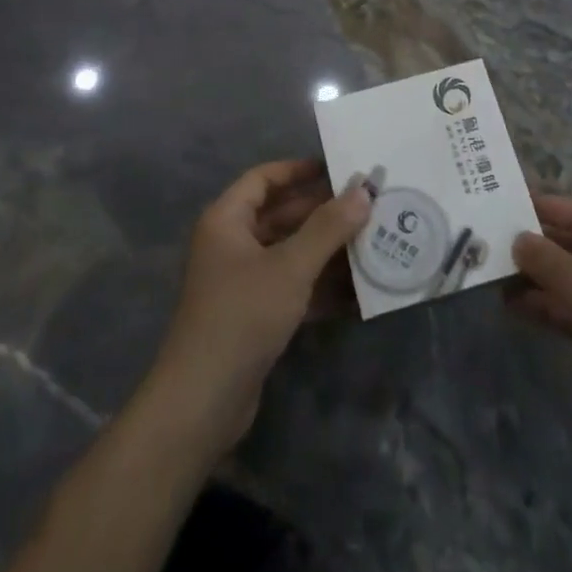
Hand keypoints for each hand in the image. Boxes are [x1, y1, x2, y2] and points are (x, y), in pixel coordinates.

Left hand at [147, 160, 371, 454]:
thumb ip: (329, 227)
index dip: (299, 170)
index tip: (339, 169)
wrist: (202, 402)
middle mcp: (230, 243)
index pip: (264, 178)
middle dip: (321, 212)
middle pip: (280, 214)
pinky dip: (317, 284)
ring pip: (288, 251)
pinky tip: (355, 289)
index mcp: (226, 220)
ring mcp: (240, 281)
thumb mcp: (291, 267)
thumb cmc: (242, 316)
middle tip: (366, 206)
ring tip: (369, 241)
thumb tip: (364, 190)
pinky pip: (290, 285)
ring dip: (324, 249)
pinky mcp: (252, 315)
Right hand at [508, 195, 571, 508]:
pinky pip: (569, 314)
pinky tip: (513, 307)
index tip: (524, 207)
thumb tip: (519, 239)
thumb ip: (563, 274)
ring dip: (540, 276)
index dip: (568, 208)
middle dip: (547, 243)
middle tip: (501, 238)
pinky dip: (544, 307)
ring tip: (498, 274)